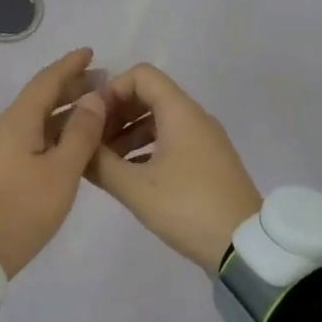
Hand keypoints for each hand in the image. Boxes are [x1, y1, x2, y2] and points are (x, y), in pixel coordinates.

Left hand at [0, 48, 108, 277]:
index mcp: (18, 121)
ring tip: (92, 112)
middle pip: (40, 98)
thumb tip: (93, 98)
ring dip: (63, 112)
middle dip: (70, 87)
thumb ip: (80, 134)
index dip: (70, 66)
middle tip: (102, 83)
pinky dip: (53, 133)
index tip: (91, 52)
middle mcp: (5, 128)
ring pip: (35, 120)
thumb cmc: (19, 210)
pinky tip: (69, 145)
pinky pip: (30, 139)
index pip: (47, 81)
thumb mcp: (60, 174)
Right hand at [87, 64, 263, 272]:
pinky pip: (172, 140)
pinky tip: (129, 174)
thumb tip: (76, 145)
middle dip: (117, 113)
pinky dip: (147, 148)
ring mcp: (205, 139)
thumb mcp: (136, 188)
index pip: (142, 75)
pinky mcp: (209, 161)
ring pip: (159, 120)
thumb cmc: (187, 207)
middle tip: (92, 140)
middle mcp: (195, 117)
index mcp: (180, 111)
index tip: (92, 117)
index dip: (112, 89)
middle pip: (149, 96)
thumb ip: (100, 163)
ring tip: (104, 161)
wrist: (244, 246)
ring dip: (129, 133)